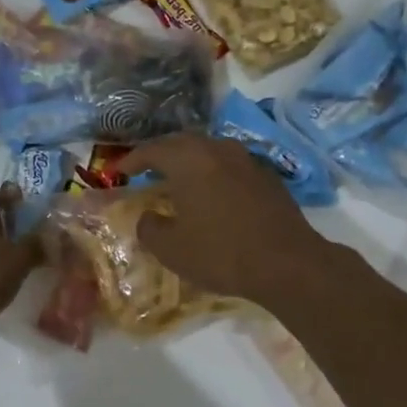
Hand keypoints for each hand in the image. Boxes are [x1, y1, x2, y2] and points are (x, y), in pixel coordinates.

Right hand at [117, 135, 333, 305]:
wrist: (288, 263)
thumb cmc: (222, 252)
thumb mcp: (172, 249)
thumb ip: (150, 228)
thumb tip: (148, 217)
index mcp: (189, 159)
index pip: (151, 150)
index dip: (131, 160)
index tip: (118, 171)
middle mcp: (216, 149)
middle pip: (181, 143)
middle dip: (160, 154)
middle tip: (145, 170)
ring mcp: (246, 159)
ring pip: (208, 151)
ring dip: (189, 161)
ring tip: (178, 179)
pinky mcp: (267, 176)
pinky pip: (229, 165)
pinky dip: (213, 173)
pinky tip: (212, 193)